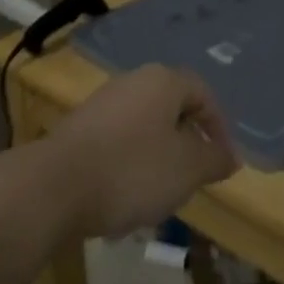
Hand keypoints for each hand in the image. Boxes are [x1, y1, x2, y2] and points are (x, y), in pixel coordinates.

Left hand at [41, 65, 240, 238]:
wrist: (52, 188)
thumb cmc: (132, 170)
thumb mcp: (186, 169)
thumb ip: (214, 160)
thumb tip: (232, 157)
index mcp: (164, 80)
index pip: (203, 94)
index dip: (218, 127)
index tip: (221, 162)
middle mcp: (133, 81)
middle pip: (172, 110)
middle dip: (185, 146)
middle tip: (191, 180)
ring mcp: (102, 104)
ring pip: (144, 130)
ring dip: (156, 160)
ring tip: (157, 199)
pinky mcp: (77, 130)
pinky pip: (116, 144)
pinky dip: (127, 168)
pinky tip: (121, 202)